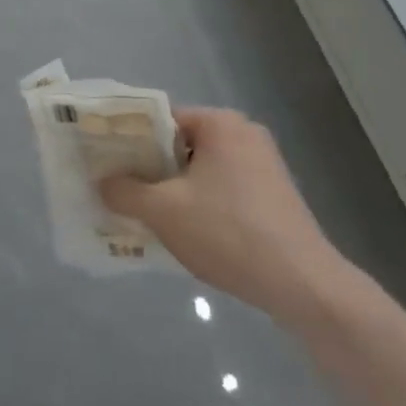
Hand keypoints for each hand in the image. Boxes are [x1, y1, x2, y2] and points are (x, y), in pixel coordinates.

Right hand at [101, 106, 345, 316]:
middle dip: (153, 170)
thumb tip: (101, 182)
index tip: (109, 165)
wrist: (304, 285)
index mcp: (220, 122)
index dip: (131, 141)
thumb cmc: (229, 233)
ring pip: (203, 169)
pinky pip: (225, 188)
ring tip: (152, 218)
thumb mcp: (164, 212)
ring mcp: (265, 164)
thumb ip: (125, 191)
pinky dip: (204, 204)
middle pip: (182, 144)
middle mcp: (244, 133)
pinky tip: (191, 234)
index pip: (161, 120)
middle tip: (125, 193)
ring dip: (177, 190)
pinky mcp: (276, 194)